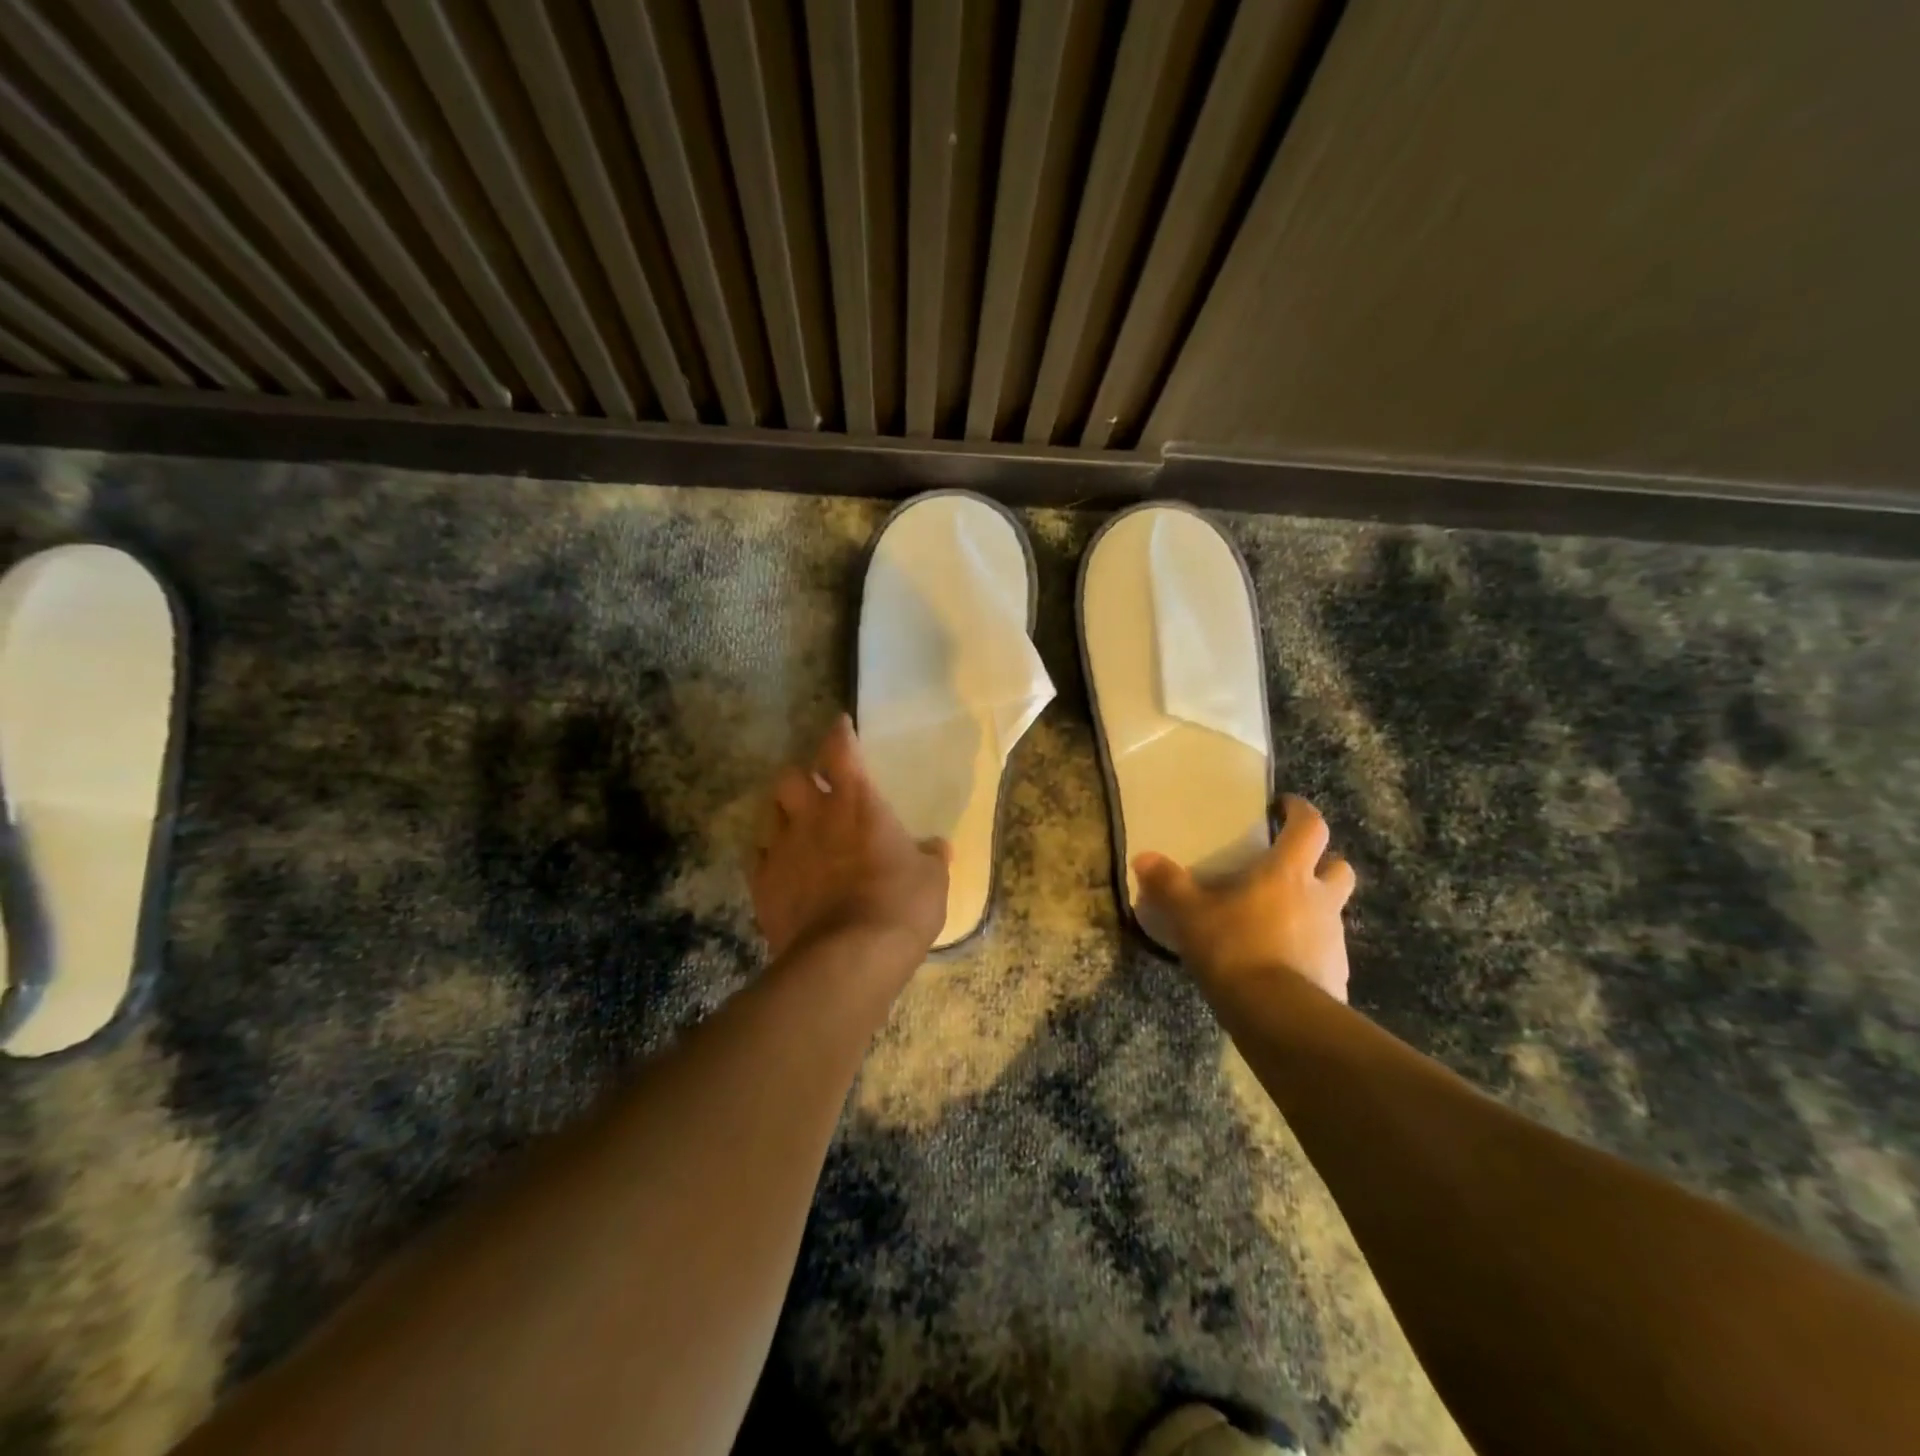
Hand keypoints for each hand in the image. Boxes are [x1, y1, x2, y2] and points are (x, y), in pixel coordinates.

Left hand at [751, 715, 949, 973]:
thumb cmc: (900, 905)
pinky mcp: (763, 885)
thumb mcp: (932, 879)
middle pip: (789, 775)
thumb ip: (931, 857)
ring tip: (797, 829)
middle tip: (815, 791)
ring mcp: (782, 849)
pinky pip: (759, 858)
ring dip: (783, 815)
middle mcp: (813, 816)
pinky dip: (771, 858)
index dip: (839, 733)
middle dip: (801, 777)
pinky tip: (784, 871)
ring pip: (769, 813)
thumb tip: (937, 847)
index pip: (841, 750)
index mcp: (857, 802)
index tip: (839, 725)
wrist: (848, 958)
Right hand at [1133, 795, 1356, 1001]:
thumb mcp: (1190, 915)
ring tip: (1276, 920)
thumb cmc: (1236, 950)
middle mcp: (1320, 899)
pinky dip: (1309, 948)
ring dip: (1314, 907)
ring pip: (1333, 910)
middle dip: (1322, 862)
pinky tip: (1281, 962)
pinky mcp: (1337, 974)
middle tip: (1290, 868)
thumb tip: (1142, 857)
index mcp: (1289, 873)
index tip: (1284, 807)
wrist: (1280, 1018)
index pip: (1311, 827)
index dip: (1300, 812)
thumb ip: (1168, 884)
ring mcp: (1333, 939)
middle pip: (1339, 867)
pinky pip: (1326, 950)